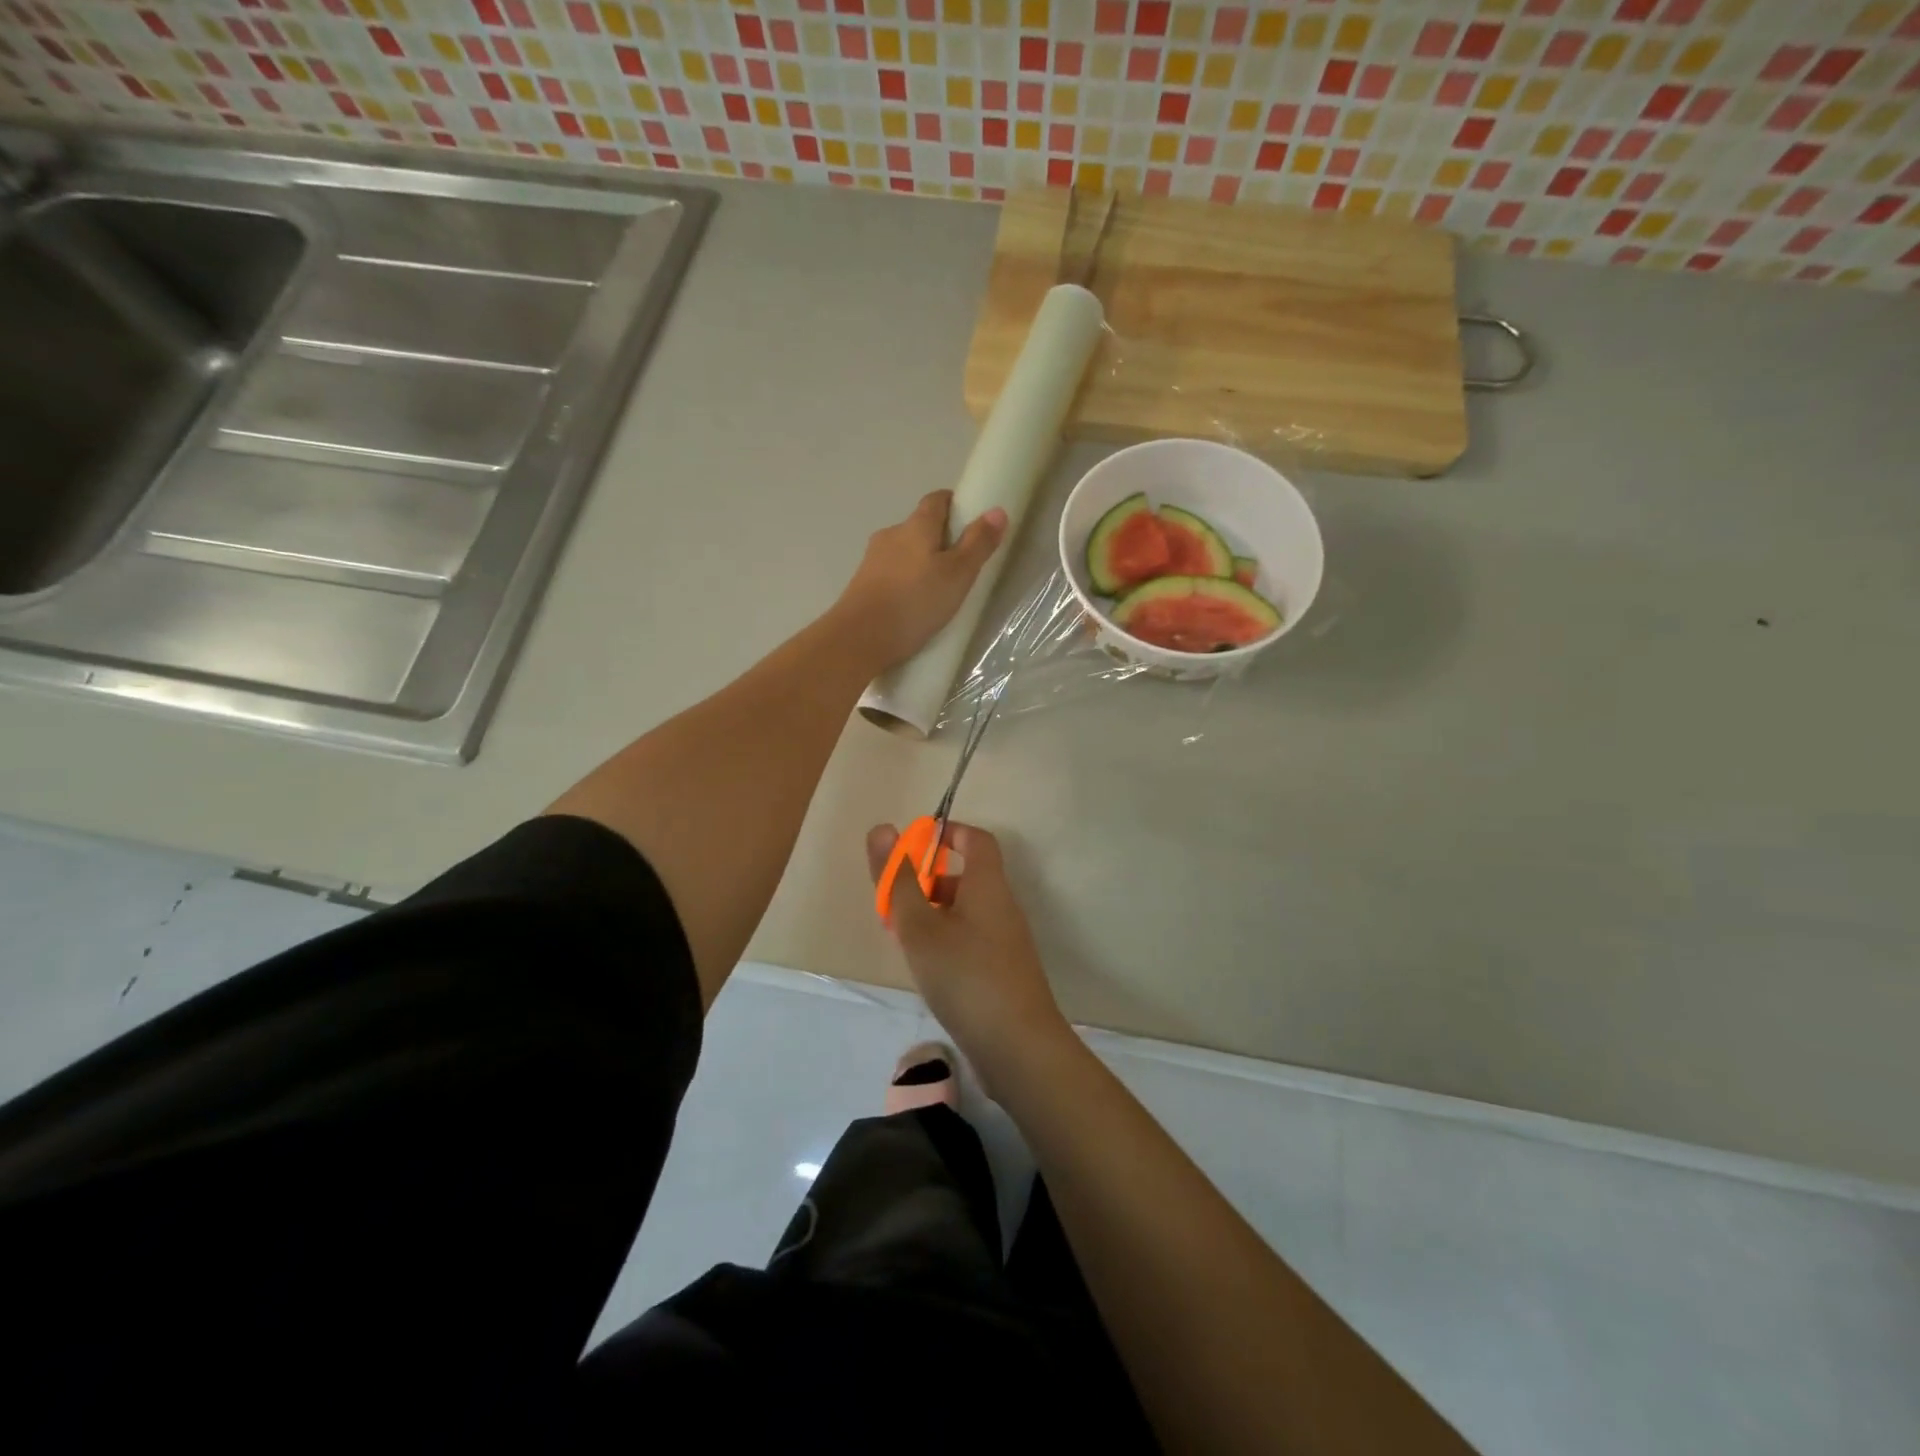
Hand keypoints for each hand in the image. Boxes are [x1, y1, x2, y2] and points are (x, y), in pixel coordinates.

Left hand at [834, 491, 1006, 672]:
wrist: (859, 638)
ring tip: (938, 589)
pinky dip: (905, 582)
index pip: (936, 500)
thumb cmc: (915, 602)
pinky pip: (891, 574)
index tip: (970, 521)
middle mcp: (891, 534)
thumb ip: (978, 544)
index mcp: (916, 526)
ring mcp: (872, 560)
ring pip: (903, 552)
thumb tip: (997, 511)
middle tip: (961, 564)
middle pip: (919, 527)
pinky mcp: (862, 584)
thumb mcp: (958, 574)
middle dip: (940, 539)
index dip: (954, 505)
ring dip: (920, 562)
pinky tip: (914, 605)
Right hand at [866, 821, 1070, 1079]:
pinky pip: (971, 939)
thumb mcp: (920, 927)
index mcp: (988, 885)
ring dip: (933, 913)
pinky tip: (925, 969)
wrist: (1018, 1047)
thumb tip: (883, 829)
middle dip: (928, 881)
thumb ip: (899, 880)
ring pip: (966, 911)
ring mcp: (1006, 942)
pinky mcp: (1003, 972)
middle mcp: (1002, 906)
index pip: (976, 839)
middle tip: (894, 901)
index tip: (916, 843)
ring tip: (900, 937)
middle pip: (967, 877)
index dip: (948, 832)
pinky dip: (945, 940)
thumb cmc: (965, 976)